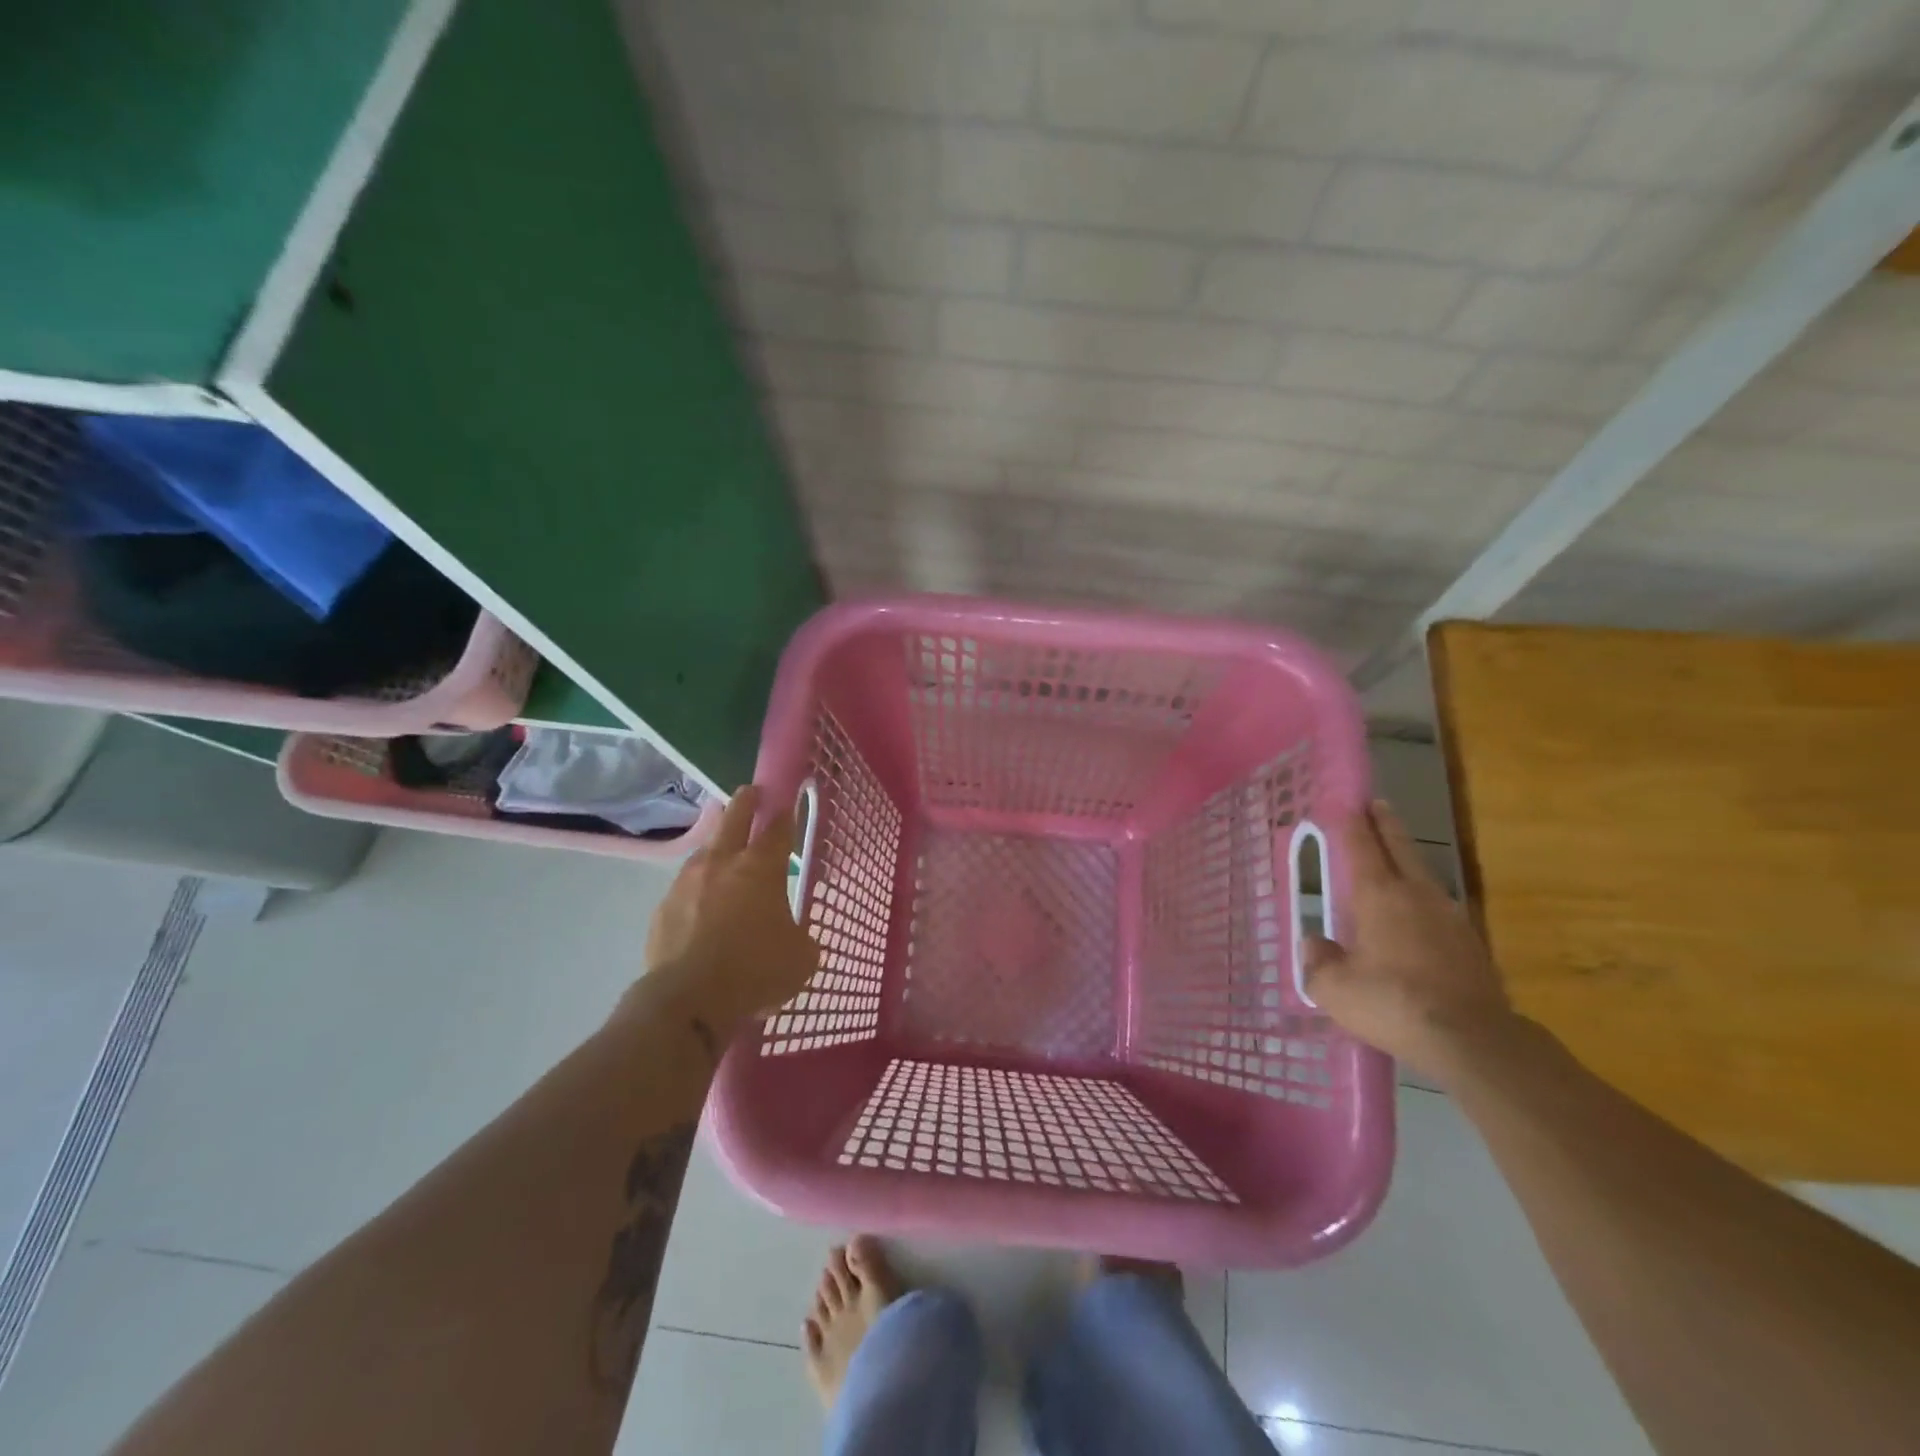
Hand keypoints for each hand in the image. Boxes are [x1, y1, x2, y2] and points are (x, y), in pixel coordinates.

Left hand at [641, 786, 820, 1027]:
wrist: (688, 1000)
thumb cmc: (755, 971)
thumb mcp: (801, 958)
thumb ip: (801, 937)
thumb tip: (795, 937)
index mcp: (761, 867)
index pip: (778, 827)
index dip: (786, 814)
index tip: (789, 804)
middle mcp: (722, 863)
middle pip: (734, 816)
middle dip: (746, 801)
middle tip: (752, 793)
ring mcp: (686, 882)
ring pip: (704, 850)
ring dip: (718, 846)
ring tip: (724, 854)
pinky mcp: (663, 908)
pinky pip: (684, 889)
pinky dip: (696, 890)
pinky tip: (701, 908)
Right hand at [1304, 800, 1515, 1084]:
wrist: (1472, 1040)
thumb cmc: (1392, 1003)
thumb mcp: (1334, 988)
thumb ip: (1318, 961)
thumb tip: (1315, 944)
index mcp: (1378, 895)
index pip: (1362, 846)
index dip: (1352, 823)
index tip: (1346, 803)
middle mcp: (1417, 895)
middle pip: (1400, 848)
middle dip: (1386, 824)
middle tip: (1377, 805)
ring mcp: (1451, 918)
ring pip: (1424, 876)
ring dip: (1408, 860)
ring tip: (1396, 858)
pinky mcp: (1472, 945)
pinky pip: (1440, 908)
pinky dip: (1424, 899)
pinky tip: (1419, 914)